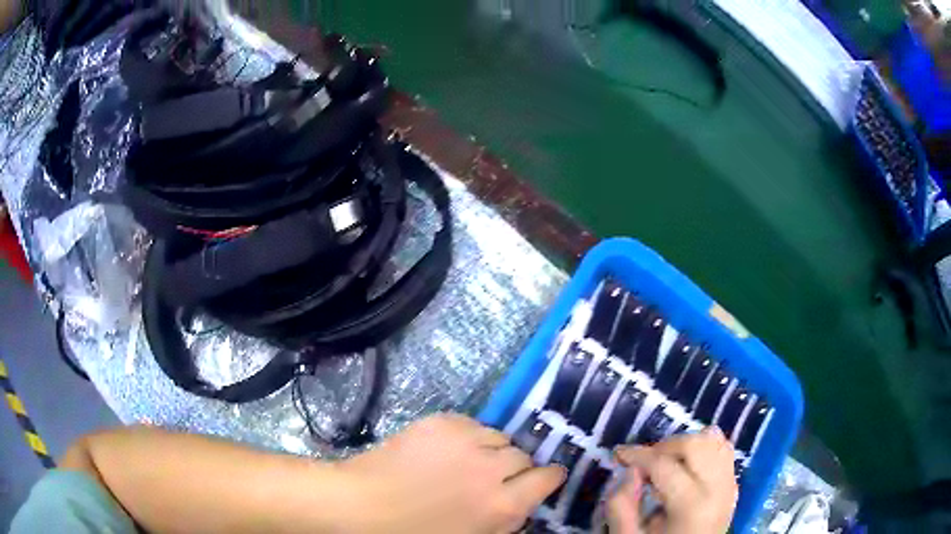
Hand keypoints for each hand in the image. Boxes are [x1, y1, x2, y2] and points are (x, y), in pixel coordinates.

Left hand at [340, 414, 565, 533]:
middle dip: (515, 466)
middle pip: (523, 455)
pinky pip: (472, 423)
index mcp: (502, 505)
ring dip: (490, 449)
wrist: (361, 507)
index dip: (547, 477)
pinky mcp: (441, 422)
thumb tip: (521, 504)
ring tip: (468, 461)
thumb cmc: (415, 533)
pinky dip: (467, 435)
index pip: (547, 478)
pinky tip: (447, 449)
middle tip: (494, 476)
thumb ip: (506, 521)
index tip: (543, 478)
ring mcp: (466, 441)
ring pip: (498, 436)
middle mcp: (492, 468)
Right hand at [607, 428, 737, 533]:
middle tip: (644, 463)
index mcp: (692, 505)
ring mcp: (730, 485)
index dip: (638, 454)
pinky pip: (724, 451)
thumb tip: (629, 472)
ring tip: (666, 464)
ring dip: (686, 445)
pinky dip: (704, 450)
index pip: (665, 464)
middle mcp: (718, 489)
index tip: (618, 454)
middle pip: (696, 444)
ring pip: (715, 441)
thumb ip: (621, 507)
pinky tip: (685, 469)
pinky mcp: (733, 485)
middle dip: (665, 447)